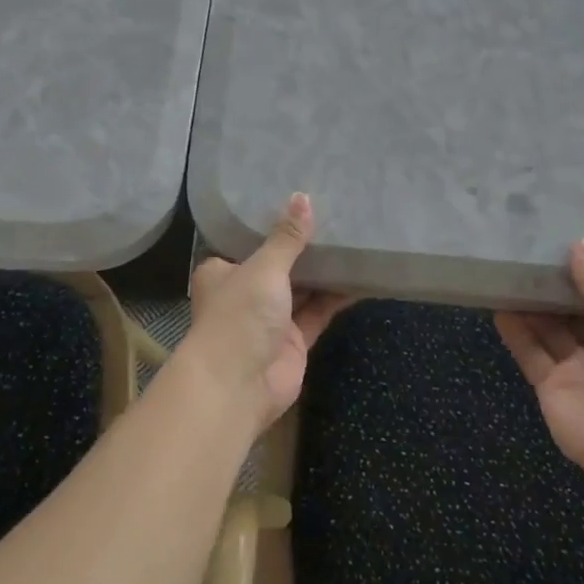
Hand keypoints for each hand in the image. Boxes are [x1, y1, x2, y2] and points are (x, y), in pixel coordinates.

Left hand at [181, 193, 352, 435]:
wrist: (237, 386)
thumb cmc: (239, 315)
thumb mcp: (263, 268)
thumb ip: (287, 238)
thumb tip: (303, 198)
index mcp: (223, 271)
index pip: (247, 240)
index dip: (272, 223)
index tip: (299, 200)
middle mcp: (245, 292)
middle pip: (278, 264)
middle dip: (303, 247)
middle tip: (335, 214)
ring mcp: (271, 318)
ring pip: (302, 288)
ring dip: (324, 270)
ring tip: (353, 238)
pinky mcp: (295, 340)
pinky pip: (319, 311)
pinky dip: (337, 296)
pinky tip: (361, 276)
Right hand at [495, 240, 583, 482]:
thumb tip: (581, 244)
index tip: (561, 243)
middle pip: (575, 312)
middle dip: (554, 288)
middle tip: (525, 253)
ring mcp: (579, 369)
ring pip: (550, 331)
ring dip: (530, 306)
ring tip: (505, 272)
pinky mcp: (551, 386)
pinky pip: (531, 353)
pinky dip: (515, 332)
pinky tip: (497, 306)